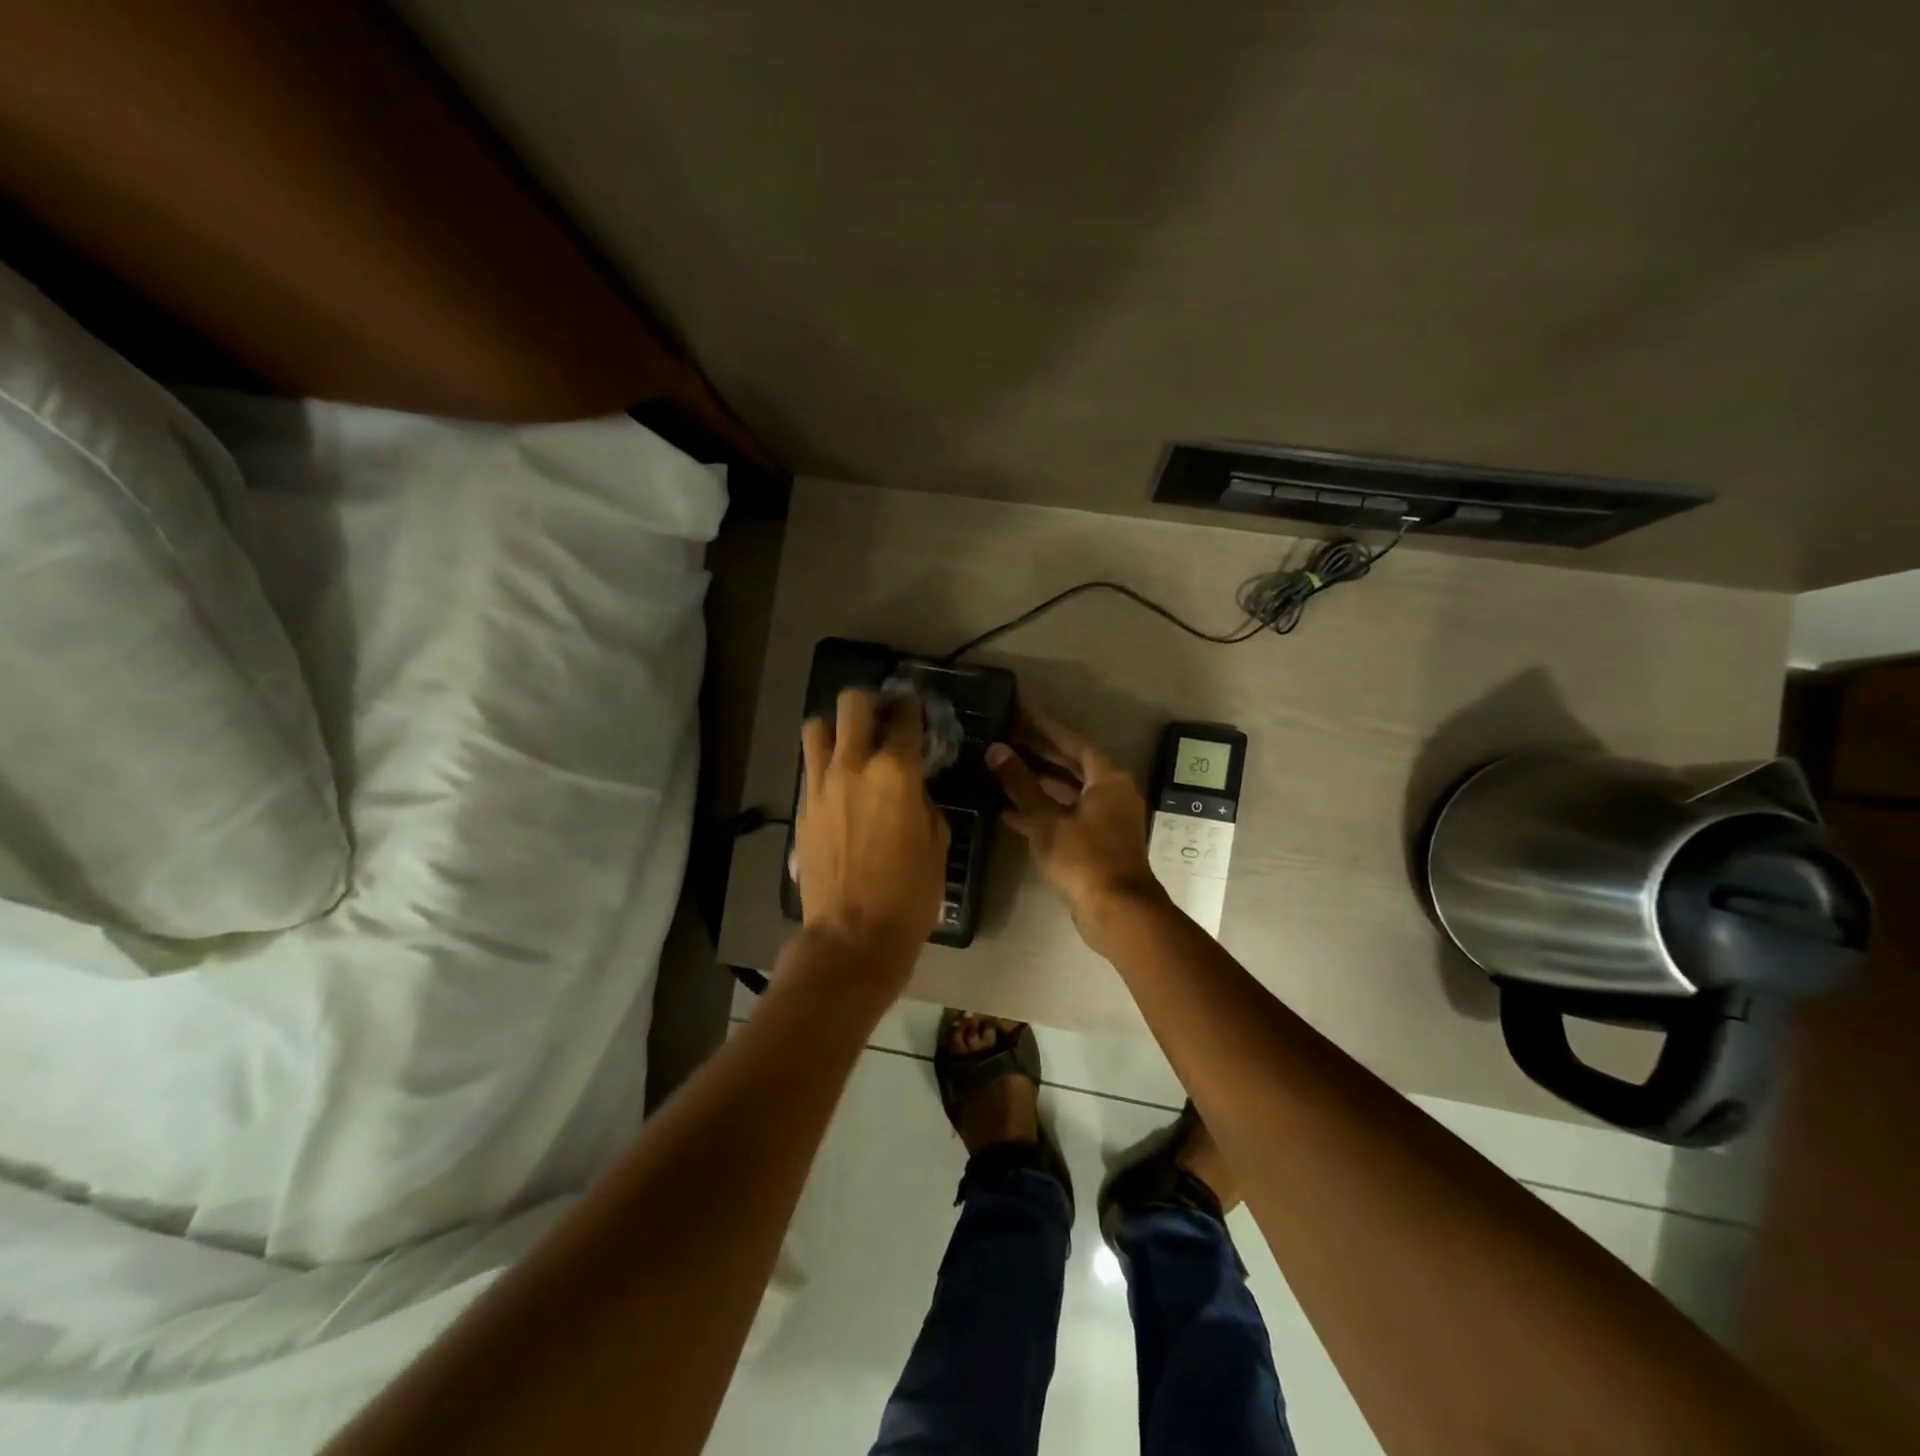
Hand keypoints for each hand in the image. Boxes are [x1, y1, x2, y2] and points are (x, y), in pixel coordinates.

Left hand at [795, 689, 949, 976]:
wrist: (852, 936)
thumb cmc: (909, 894)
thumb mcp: (937, 843)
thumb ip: (923, 801)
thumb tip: (911, 788)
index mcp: (895, 772)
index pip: (905, 718)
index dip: (913, 707)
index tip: (916, 709)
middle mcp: (853, 765)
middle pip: (852, 703)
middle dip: (870, 701)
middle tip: (883, 717)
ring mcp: (820, 785)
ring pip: (817, 727)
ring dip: (837, 727)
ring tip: (852, 745)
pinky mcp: (801, 808)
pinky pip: (810, 767)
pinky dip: (825, 763)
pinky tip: (840, 784)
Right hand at [986, 707, 1168, 955]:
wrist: (1117, 911)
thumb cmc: (1084, 858)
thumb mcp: (1046, 819)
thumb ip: (1020, 784)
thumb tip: (996, 750)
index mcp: (1107, 778)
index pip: (1071, 740)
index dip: (1043, 725)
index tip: (1018, 709)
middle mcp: (1111, 792)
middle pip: (1070, 763)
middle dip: (1037, 750)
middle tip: (1004, 735)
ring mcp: (1105, 818)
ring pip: (1066, 790)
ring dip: (1036, 781)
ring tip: (1001, 767)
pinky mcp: (1096, 841)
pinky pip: (1065, 814)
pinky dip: (1041, 810)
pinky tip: (1007, 810)